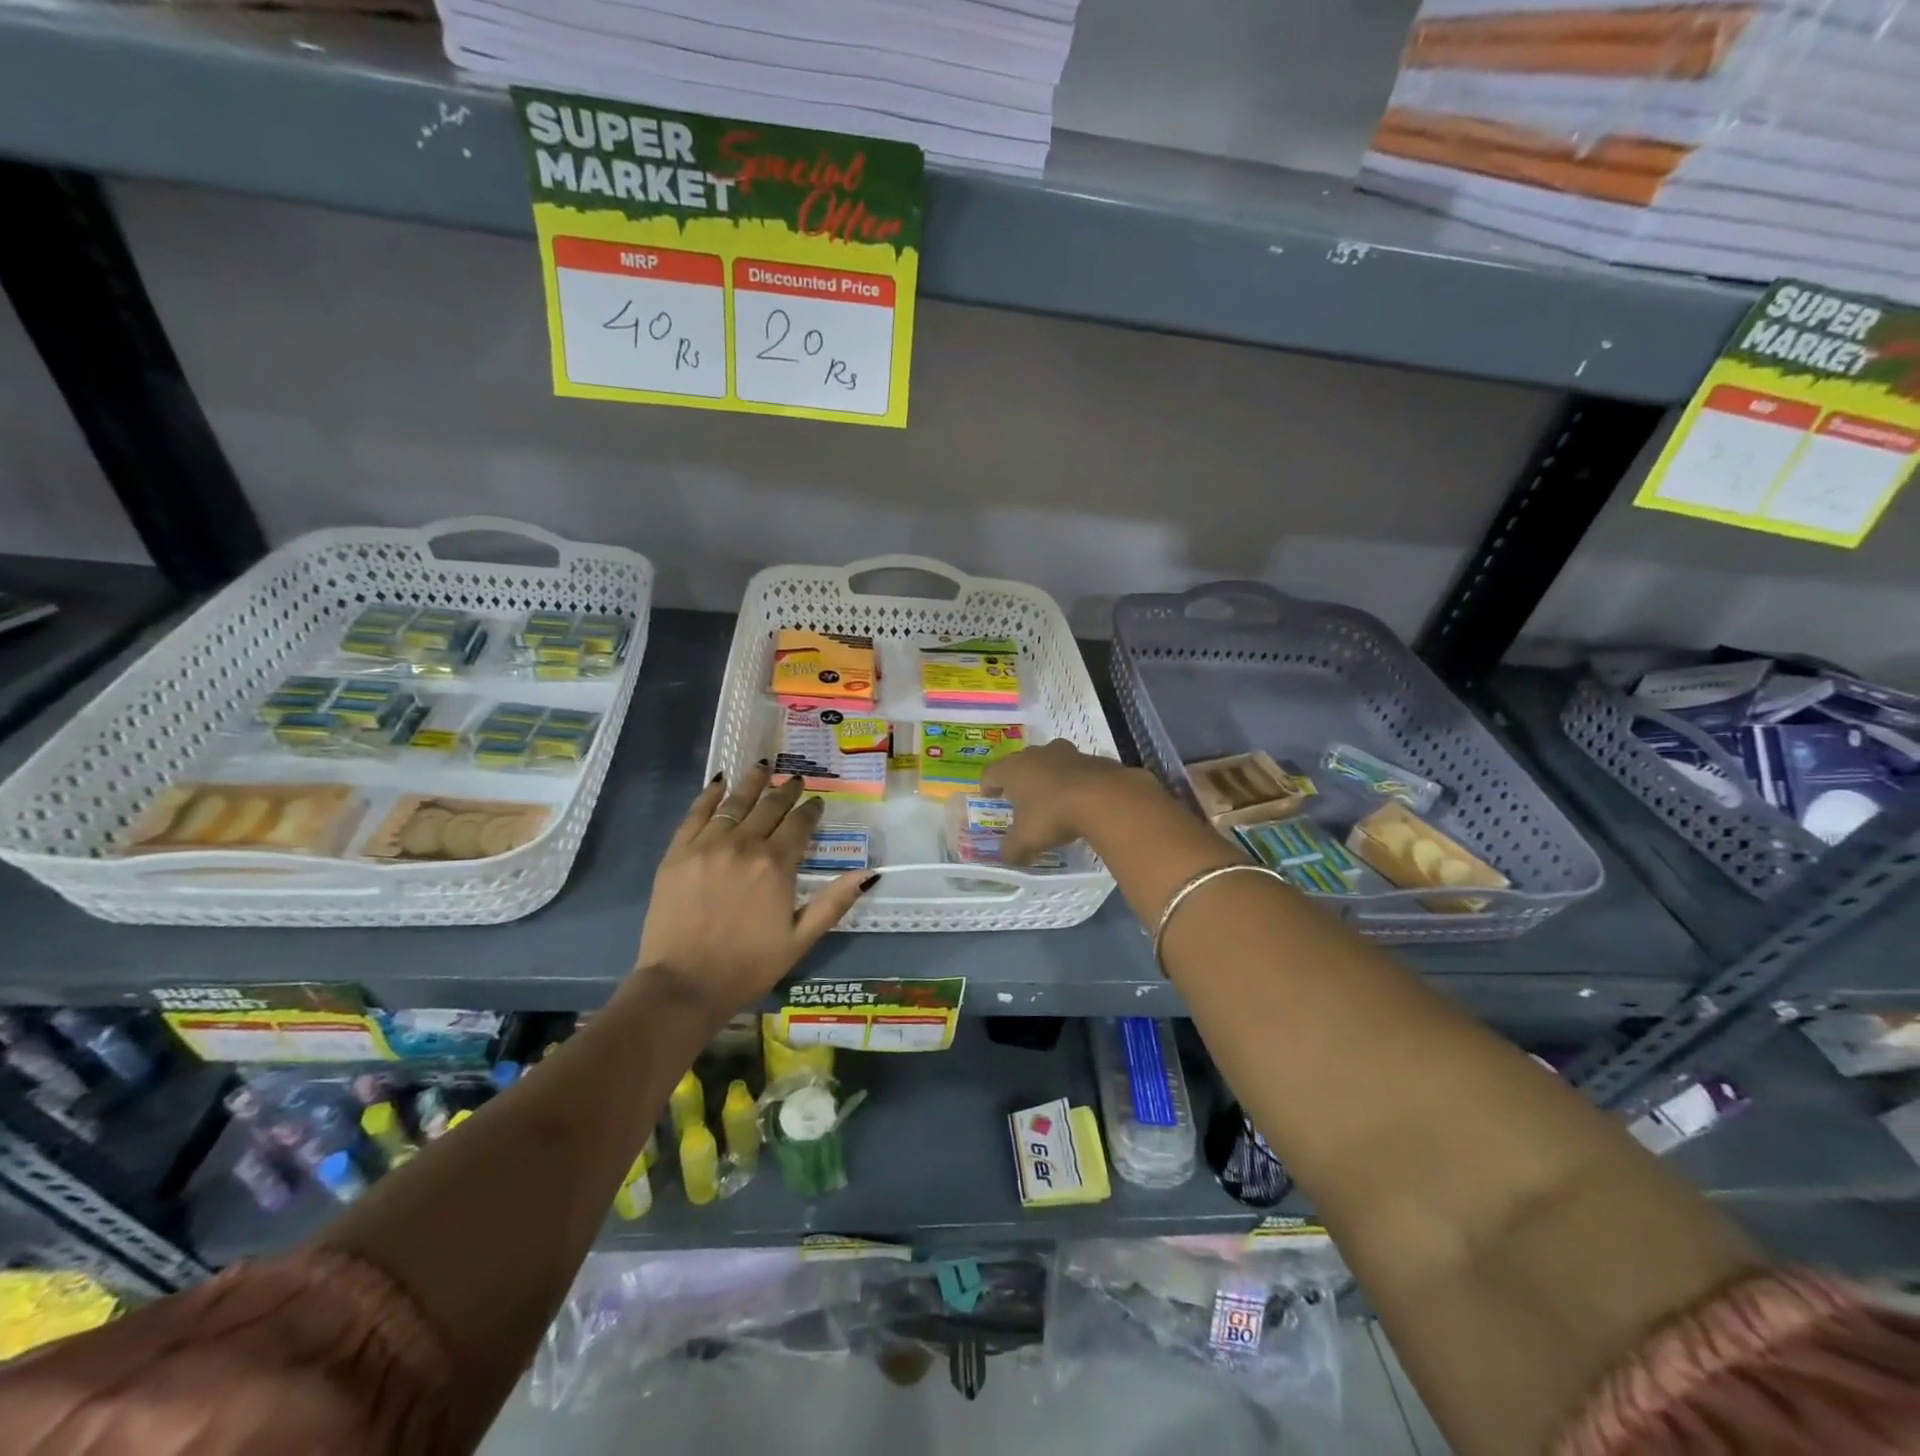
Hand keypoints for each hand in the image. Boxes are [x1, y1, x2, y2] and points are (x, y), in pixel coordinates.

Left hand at [633, 765, 873, 1020]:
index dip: (811, 810)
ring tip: (763, 768)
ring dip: (752, 783)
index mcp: (776, 866)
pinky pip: (696, 814)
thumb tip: (869, 873)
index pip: (799, 825)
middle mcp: (744, 845)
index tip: (817, 802)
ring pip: (735, 803)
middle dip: (786, 792)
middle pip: (770, 808)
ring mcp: (707, 846)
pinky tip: (720, 783)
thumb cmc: (748, 967)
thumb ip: (833, 902)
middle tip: (794, 781)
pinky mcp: (677, 853)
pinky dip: (710, 796)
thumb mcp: (800, 940)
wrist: (683, 986)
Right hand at [981, 739, 1161, 864]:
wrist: (1104, 798)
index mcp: (1014, 769)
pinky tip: (1079, 799)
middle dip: (1018, 779)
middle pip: (1021, 762)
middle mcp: (1037, 754)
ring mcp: (1067, 753)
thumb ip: (1012, 849)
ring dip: (1047, 776)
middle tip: (1019, 797)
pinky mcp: (1092, 758)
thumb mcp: (1026, 840)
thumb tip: (1005, 857)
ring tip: (1050, 796)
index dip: (987, 785)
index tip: (988, 796)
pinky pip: (1076, 769)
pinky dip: (1073, 781)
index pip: (991, 773)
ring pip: (1050, 761)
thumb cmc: (1053, 815)